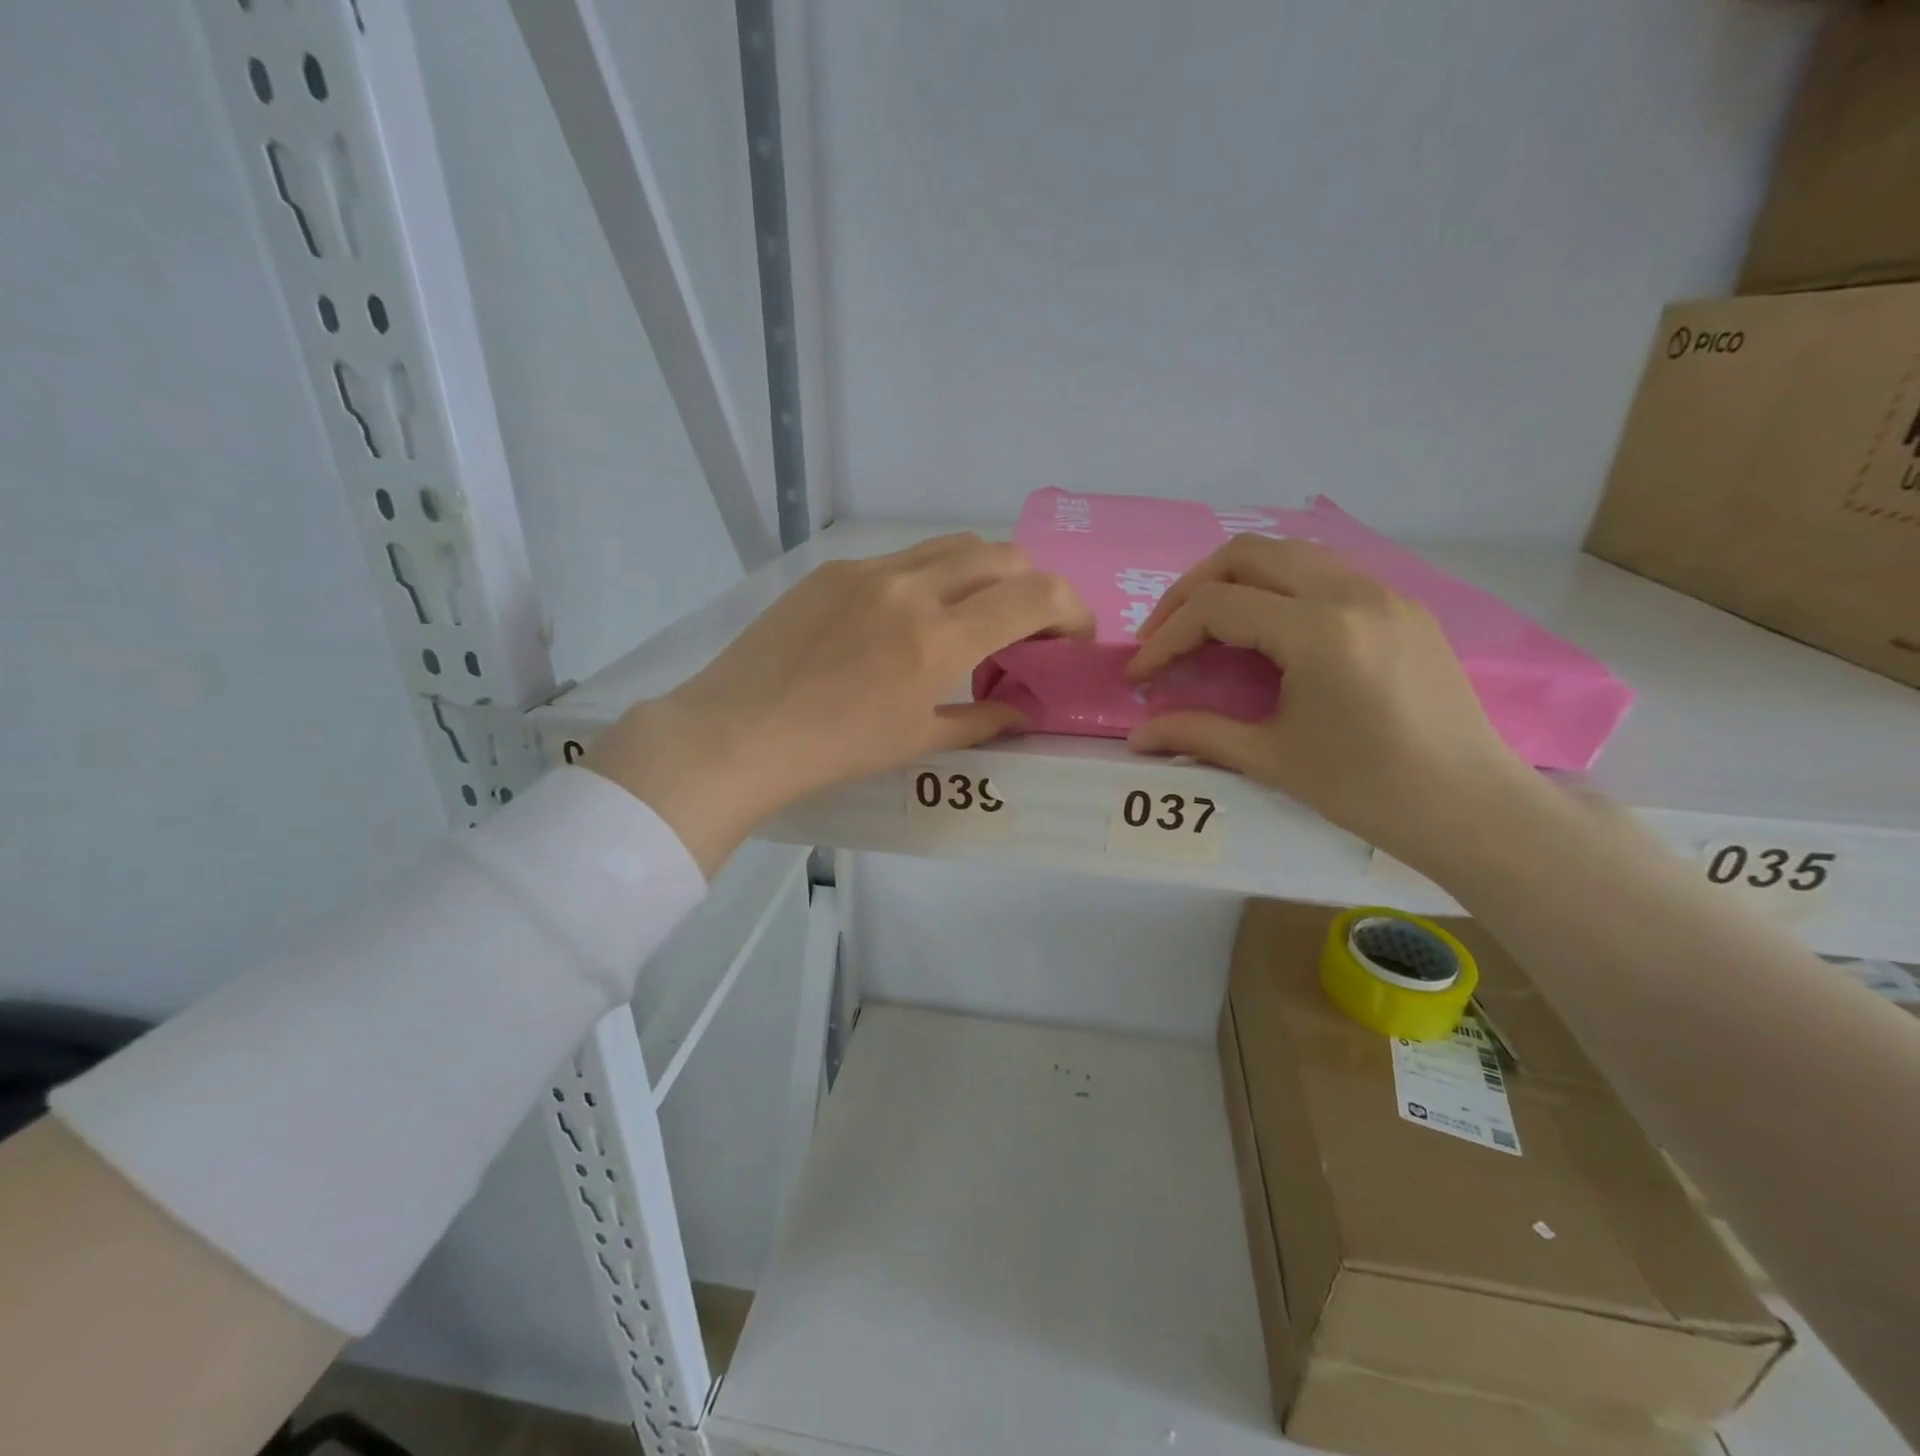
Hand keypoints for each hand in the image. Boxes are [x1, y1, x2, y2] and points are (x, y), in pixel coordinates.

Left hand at [585, 534, 1092, 873]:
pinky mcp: (833, 569)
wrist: (737, 732)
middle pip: (1001, 555)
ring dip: (984, 573)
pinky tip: (911, 616)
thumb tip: (1023, 714)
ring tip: (977, 613)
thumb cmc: (834, 749)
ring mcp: (868, 571)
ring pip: (952, 547)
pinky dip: (932, 577)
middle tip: (1030, 625)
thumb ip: (980, 720)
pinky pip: (902, 559)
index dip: (1071, 609)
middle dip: (1033, 585)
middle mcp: (911, 588)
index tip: (1073, 636)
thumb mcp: (916, 740)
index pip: (1034, 596)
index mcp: (937, 638)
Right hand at [1124, 535, 1540, 870]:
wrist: (1471, 807)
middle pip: (1246, 554)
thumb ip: (1197, 734)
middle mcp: (1352, 593)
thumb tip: (1137, 738)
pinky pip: (1325, 570)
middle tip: (1164, 633)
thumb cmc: (1367, 790)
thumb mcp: (1272, 759)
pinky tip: (1267, 628)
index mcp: (1319, 632)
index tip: (1139, 673)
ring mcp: (1383, 592)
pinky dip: (1279, 585)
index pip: (1217, 608)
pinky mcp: (1402, 604)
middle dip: (1191, 590)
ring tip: (1207, 624)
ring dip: (1236, 579)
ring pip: (1288, 552)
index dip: (1165, 638)